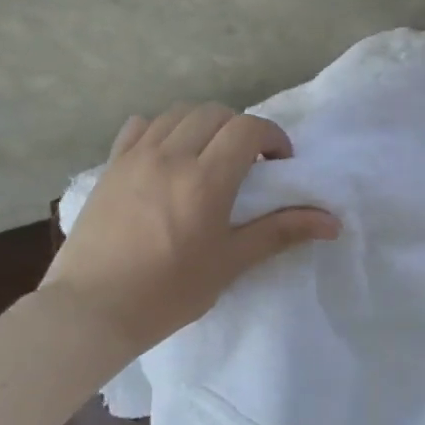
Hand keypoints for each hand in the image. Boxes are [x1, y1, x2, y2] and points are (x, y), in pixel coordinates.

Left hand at [41, 103, 340, 362]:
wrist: (91, 310)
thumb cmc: (168, 292)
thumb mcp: (230, 263)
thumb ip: (280, 232)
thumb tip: (332, 222)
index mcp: (205, 179)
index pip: (248, 129)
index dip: (272, 137)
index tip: (279, 164)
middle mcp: (171, 155)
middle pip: (216, 113)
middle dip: (240, 130)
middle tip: (248, 163)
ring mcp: (135, 156)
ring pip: (178, 113)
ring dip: (204, 125)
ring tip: (208, 156)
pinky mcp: (110, 165)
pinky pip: (140, 125)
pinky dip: (163, 128)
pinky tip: (167, 155)